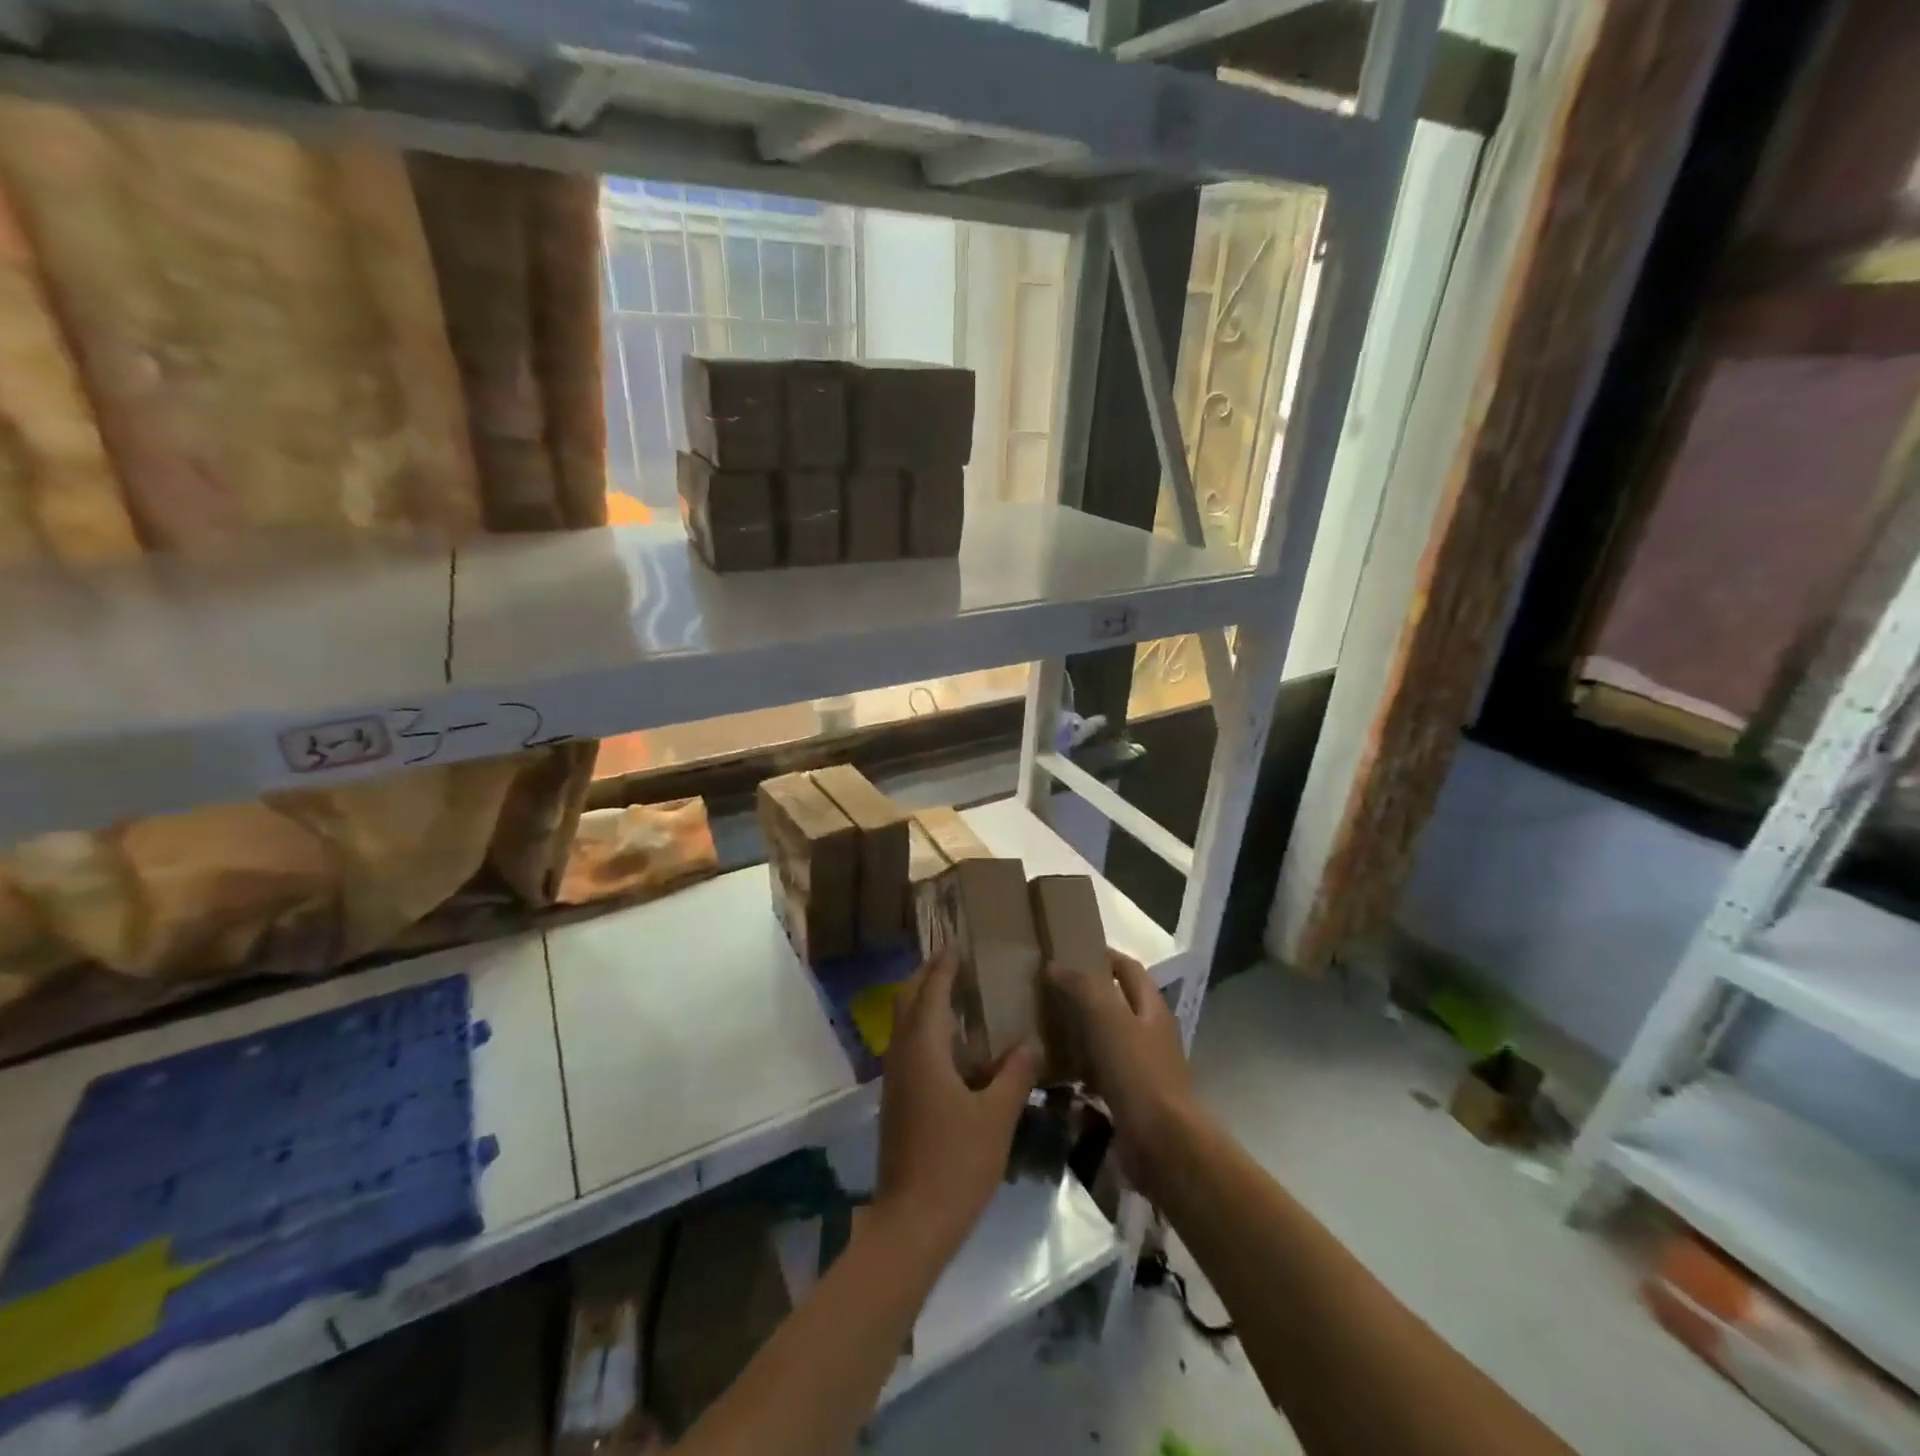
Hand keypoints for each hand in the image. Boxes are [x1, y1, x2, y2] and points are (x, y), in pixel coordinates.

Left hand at [872, 956, 1041, 1265]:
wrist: (911, 1223)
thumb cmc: (955, 1162)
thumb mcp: (997, 1116)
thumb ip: (1016, 1073)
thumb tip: (1032, 1039)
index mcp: (923, 1048)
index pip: (930, 989)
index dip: (944, 964)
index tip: (960, 942)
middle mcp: (902, 1053)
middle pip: (909, 999)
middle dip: (929, 976)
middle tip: (960, 963)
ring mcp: (895, 1078)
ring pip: (906, 1023)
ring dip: (927, 1002)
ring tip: (962, 996)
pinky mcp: (898, 1099)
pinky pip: (910, 1046)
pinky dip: (928, 1030)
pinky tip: (958, 1047)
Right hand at [1046, 950, 1197, 1196]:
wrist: (1163, 1144)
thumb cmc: (1137, 1071)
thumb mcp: (1106, 1017)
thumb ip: (1081, 986)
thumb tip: (1054, 967)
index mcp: (1151, 1007)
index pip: (1128, 968)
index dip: (1103, 956)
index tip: (1069, 952)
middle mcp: (1151, 1033)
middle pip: (1117, 1003)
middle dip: (1086, 995)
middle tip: (1048, 991)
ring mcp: (1143, 1068)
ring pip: (1106, 1039)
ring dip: (1080, 1033)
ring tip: (1044, 1027)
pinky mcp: (1131, 1100)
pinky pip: (1100, 1075)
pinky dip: (1079, 1069)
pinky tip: (1054, 1073)